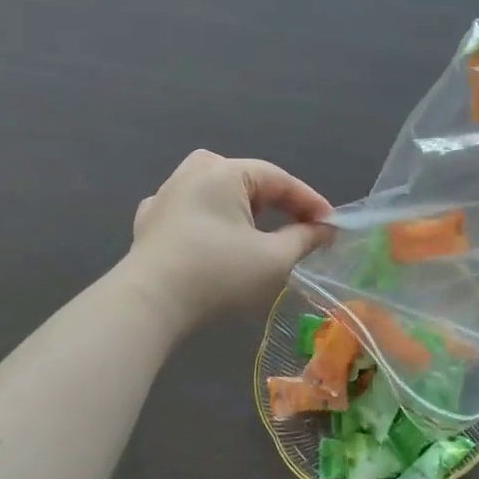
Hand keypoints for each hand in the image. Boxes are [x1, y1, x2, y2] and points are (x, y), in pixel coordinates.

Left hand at [124, 150, 334, 327]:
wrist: (148, 305)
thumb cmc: (218, 275)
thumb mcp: (274, 259)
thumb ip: (305, 239)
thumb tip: (325, 229)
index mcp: (225, 172)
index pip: (279, 179)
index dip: (309, 201)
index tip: (331, 225)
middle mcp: (192, 173)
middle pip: (245, 176)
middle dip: (274, 198)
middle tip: (296, 223)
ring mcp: (165, 195)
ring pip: (211, 186)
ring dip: (238, 202)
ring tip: (255, 225)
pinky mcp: (148, 221)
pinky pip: (185, 206)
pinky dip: (203, 215)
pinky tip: (206, 231)